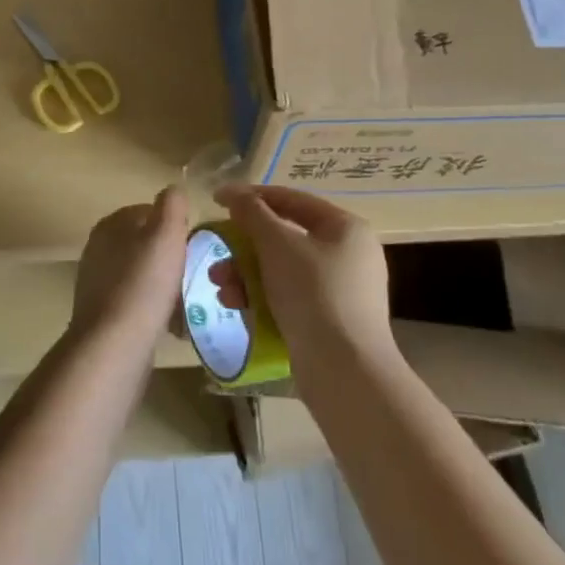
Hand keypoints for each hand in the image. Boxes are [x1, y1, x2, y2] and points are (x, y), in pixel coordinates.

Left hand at [70, 186, 188, 360]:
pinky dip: (154, 308)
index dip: (174, 226)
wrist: (114, 345)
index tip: (193, 246)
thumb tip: (173, 189)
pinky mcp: (102, 313)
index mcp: (111, 224)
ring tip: (186, 302)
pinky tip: (170, 325)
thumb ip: (172, 205)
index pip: (148, 211)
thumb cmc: (144, 283)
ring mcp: (97, 281)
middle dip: (171, 258)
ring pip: (142, 274)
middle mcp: (99, 248)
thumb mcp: (166, 234)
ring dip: (165, 286)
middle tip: (194, 275)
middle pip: (146, 244)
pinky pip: (136, 302)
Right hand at [213, 184, 393, 378]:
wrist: (344, 371)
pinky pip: (289, 296)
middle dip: (244, 246)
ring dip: (246, 274)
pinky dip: (262, 296)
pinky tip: (236, 306)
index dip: (251, 196)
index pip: (292, 199)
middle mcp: (348, 254)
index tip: (216, 200)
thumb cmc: (313, 293)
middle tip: (217, 253)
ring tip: (221, 288)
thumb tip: (233, 193)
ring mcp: (341, 290)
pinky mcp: (329, 320)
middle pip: (284, 237)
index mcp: (345, 228)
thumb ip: (252, 213)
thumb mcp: (277, 244)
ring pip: (282, 269)